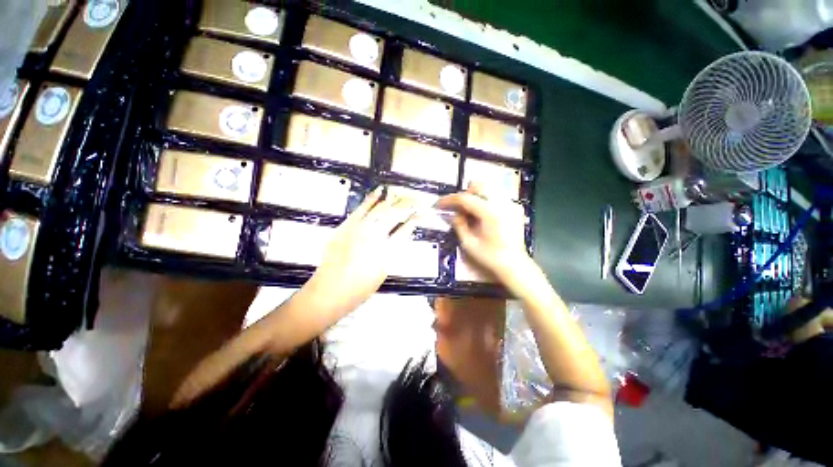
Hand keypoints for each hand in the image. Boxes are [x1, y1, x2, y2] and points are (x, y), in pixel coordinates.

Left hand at [307, 187, 416, 312]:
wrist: (332, 290)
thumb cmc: (360, 287)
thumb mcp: (384, 271)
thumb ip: (392, 251)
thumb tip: (399, 237)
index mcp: (388, 250)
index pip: (406, 229)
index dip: (416, 220)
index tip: (422, 214)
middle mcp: (377, 235)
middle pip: (395, 215)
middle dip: (407, 205)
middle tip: (416, 199)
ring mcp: (361, 228)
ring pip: (381, 209)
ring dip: (393, 200)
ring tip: (403, 193)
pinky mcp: (348, 225)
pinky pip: (362, 208)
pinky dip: (371, 198)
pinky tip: (379, 191)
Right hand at [438, 183, 529, 282]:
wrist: (514, 265)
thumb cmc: (490, 257)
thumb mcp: (469, 243)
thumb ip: (458, 224)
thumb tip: (451, 213)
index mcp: (490, 213)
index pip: (465, 198)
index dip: (449, 200)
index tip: (438, 204)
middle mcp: (502, 203)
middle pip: (479, 185)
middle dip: (464, 194)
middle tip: (457, 207)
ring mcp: (510, 204)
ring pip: (489, 188)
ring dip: (475, 195)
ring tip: (469, 211)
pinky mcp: (514, 208)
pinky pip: (496, 196)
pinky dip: (485, 200)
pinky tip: (482, 215)